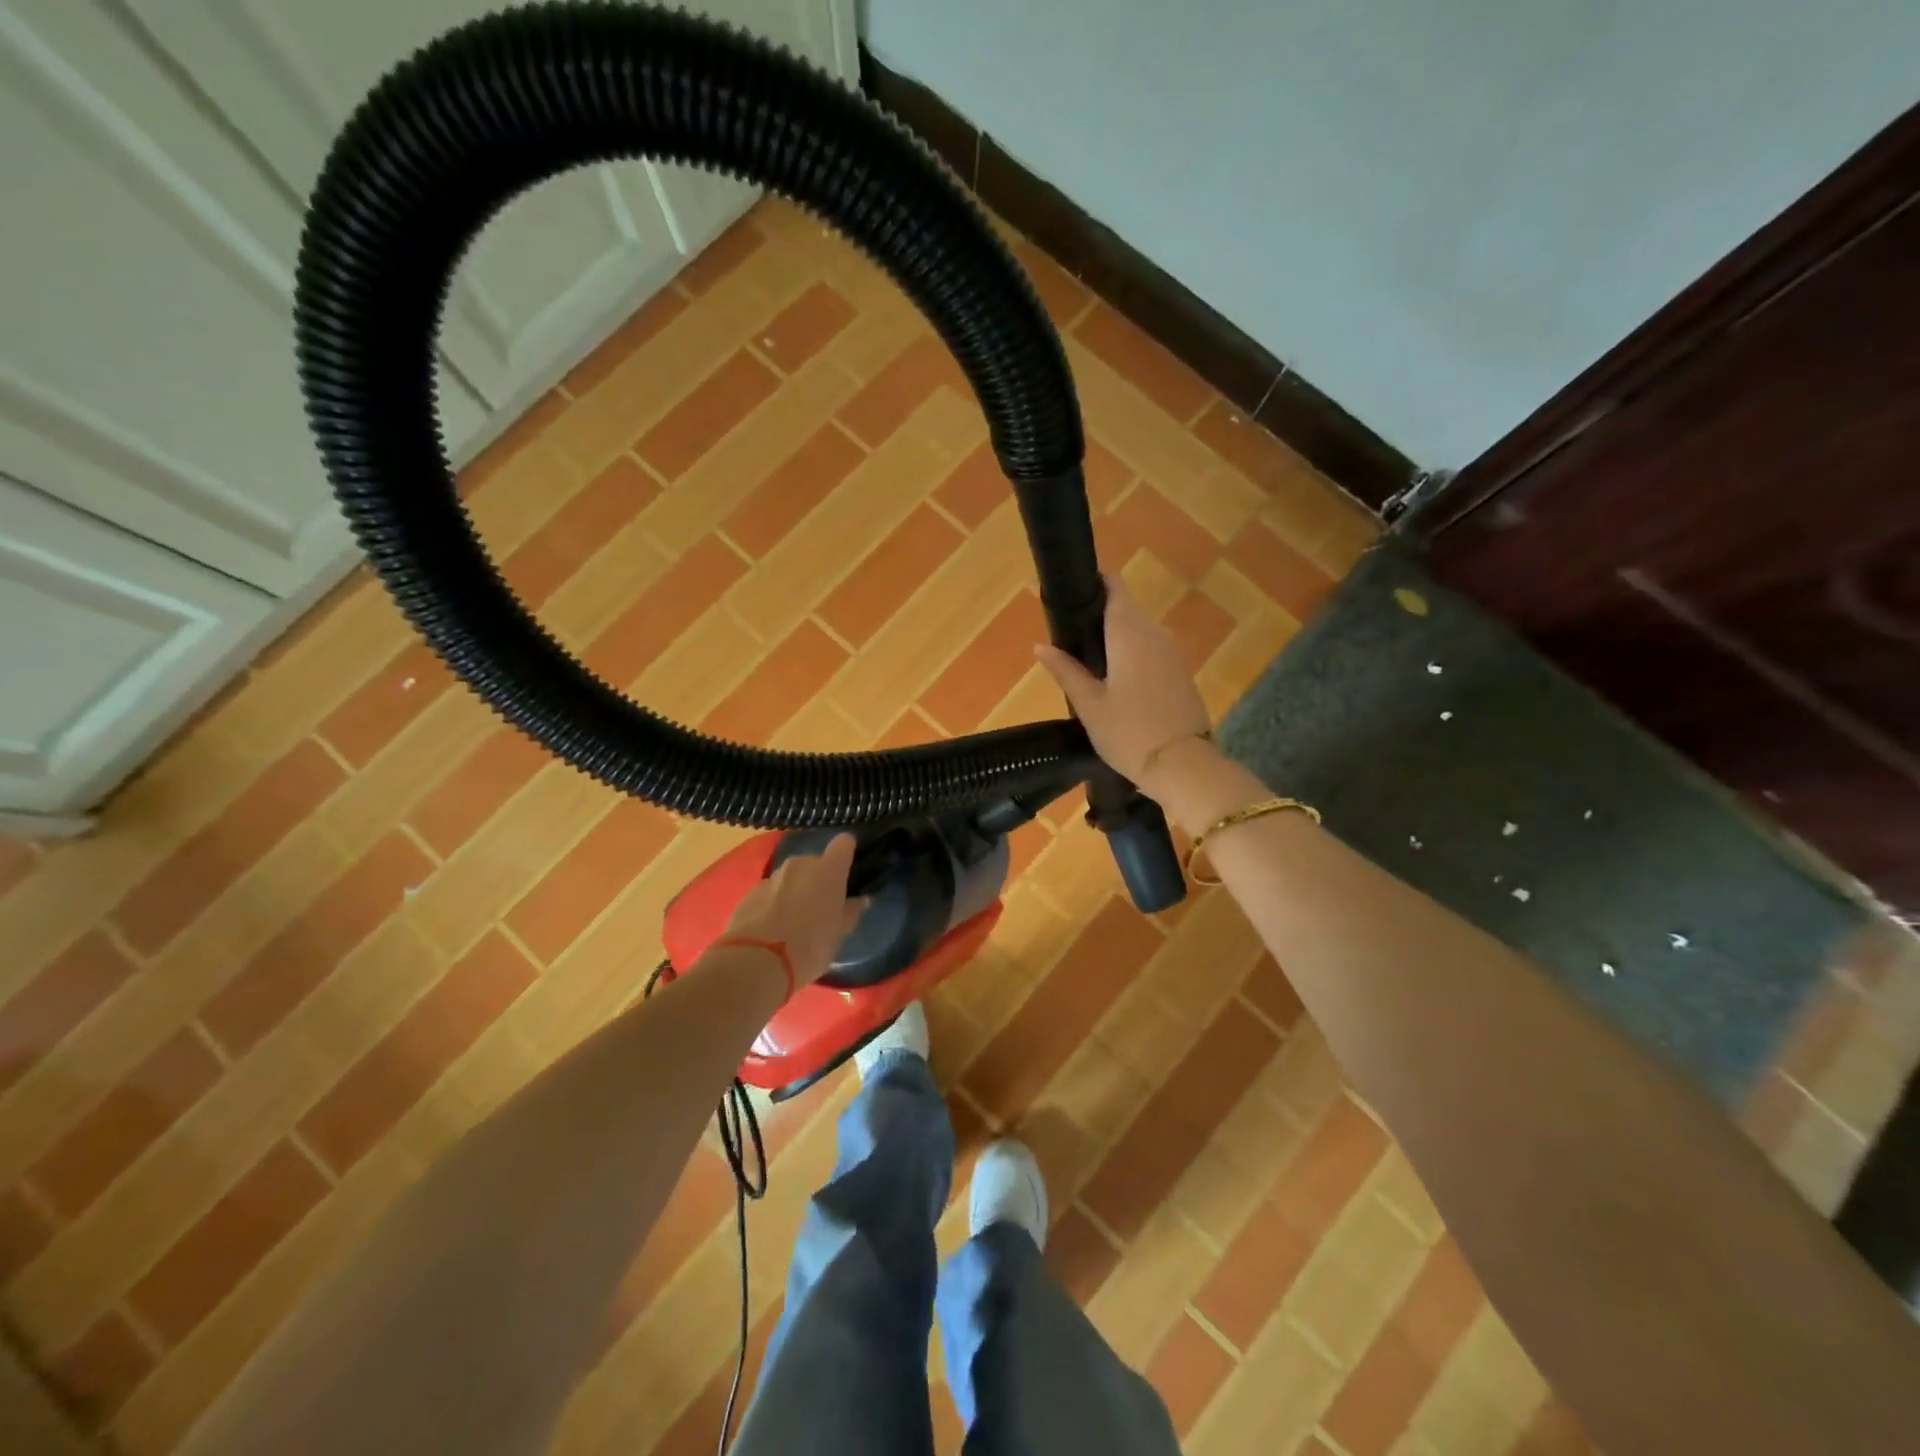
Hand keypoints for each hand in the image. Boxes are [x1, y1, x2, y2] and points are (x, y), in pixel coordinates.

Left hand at [723, 833, 865, 988]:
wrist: (757, 962)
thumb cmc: (810, 946)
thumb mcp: (839, 934)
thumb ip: (850, 912)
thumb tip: (860, 900)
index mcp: (828, 870)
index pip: (843, 844)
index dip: (846, 853)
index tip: (848, 868)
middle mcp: (800, 864)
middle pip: (814, 863)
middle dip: (817, 880)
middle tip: (820, 907)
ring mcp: (772, 877)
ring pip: (790, 878)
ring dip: (794, 891)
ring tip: (794, 921)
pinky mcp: (749, 893)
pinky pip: (769, 893)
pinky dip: (773, 904)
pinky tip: (772, 929)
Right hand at [1034, 575, 1212, 786]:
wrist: (1183, 766)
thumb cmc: (1128, 733)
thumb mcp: (1089, 705)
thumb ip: (1066, 671)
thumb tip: (1040, 646)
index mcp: (1129, 633)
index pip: (1115, 589)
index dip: (1096, 584)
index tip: (1073, 593)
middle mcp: (1155, 633)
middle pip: (1126, 611)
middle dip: (1100, 618)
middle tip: (1071, 639)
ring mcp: (1173, 653)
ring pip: (1139, 633)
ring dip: (1117, 640)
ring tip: (1089, 663)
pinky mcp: (1181, 673)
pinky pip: (1152, 652)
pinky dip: (1133, 657)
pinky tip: (1116, 681)